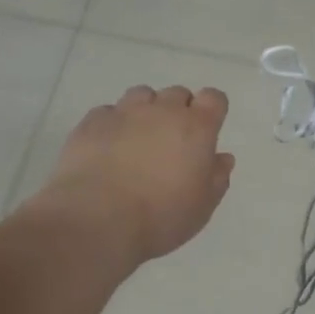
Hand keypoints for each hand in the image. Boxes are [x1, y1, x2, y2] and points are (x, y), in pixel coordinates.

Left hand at [40, 85, 234, 263]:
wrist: (96, 220)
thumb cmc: (160, 217)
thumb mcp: (201, 207)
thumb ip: (217, 178)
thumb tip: (222, 158)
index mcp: (196, 128)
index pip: (213, 98)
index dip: (211, 110)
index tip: (206, 131)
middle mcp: (162, 110)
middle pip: (177, 94)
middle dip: (178, 111)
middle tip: (171, 142)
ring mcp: (124, 112)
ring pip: (141, 95)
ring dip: (145, 111)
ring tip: (138, 140)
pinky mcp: (92, 122)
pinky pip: (108, 112)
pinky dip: (113, 124)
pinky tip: (108, 148)